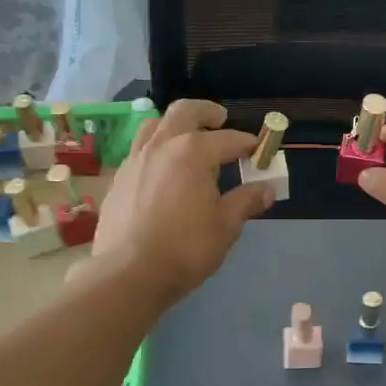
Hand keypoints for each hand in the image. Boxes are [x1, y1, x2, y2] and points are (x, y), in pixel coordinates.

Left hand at [89, 100, 275, 306]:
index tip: (260, 151)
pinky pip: (139, 150)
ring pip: (155, 125)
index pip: (229, 139)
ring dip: (175, 125)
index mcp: (193, 152)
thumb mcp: (226, 226)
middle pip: (185, 111)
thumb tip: (266, 189)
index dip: (248, 143)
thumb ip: (246, 202)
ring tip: (187, 138)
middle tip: (220, 119)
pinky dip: (156, 149)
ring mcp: (135, 159)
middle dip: (207, 112)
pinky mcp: (118, 178)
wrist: (128, 273)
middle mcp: (162, 146)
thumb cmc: (185, 248)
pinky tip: (163, 170)